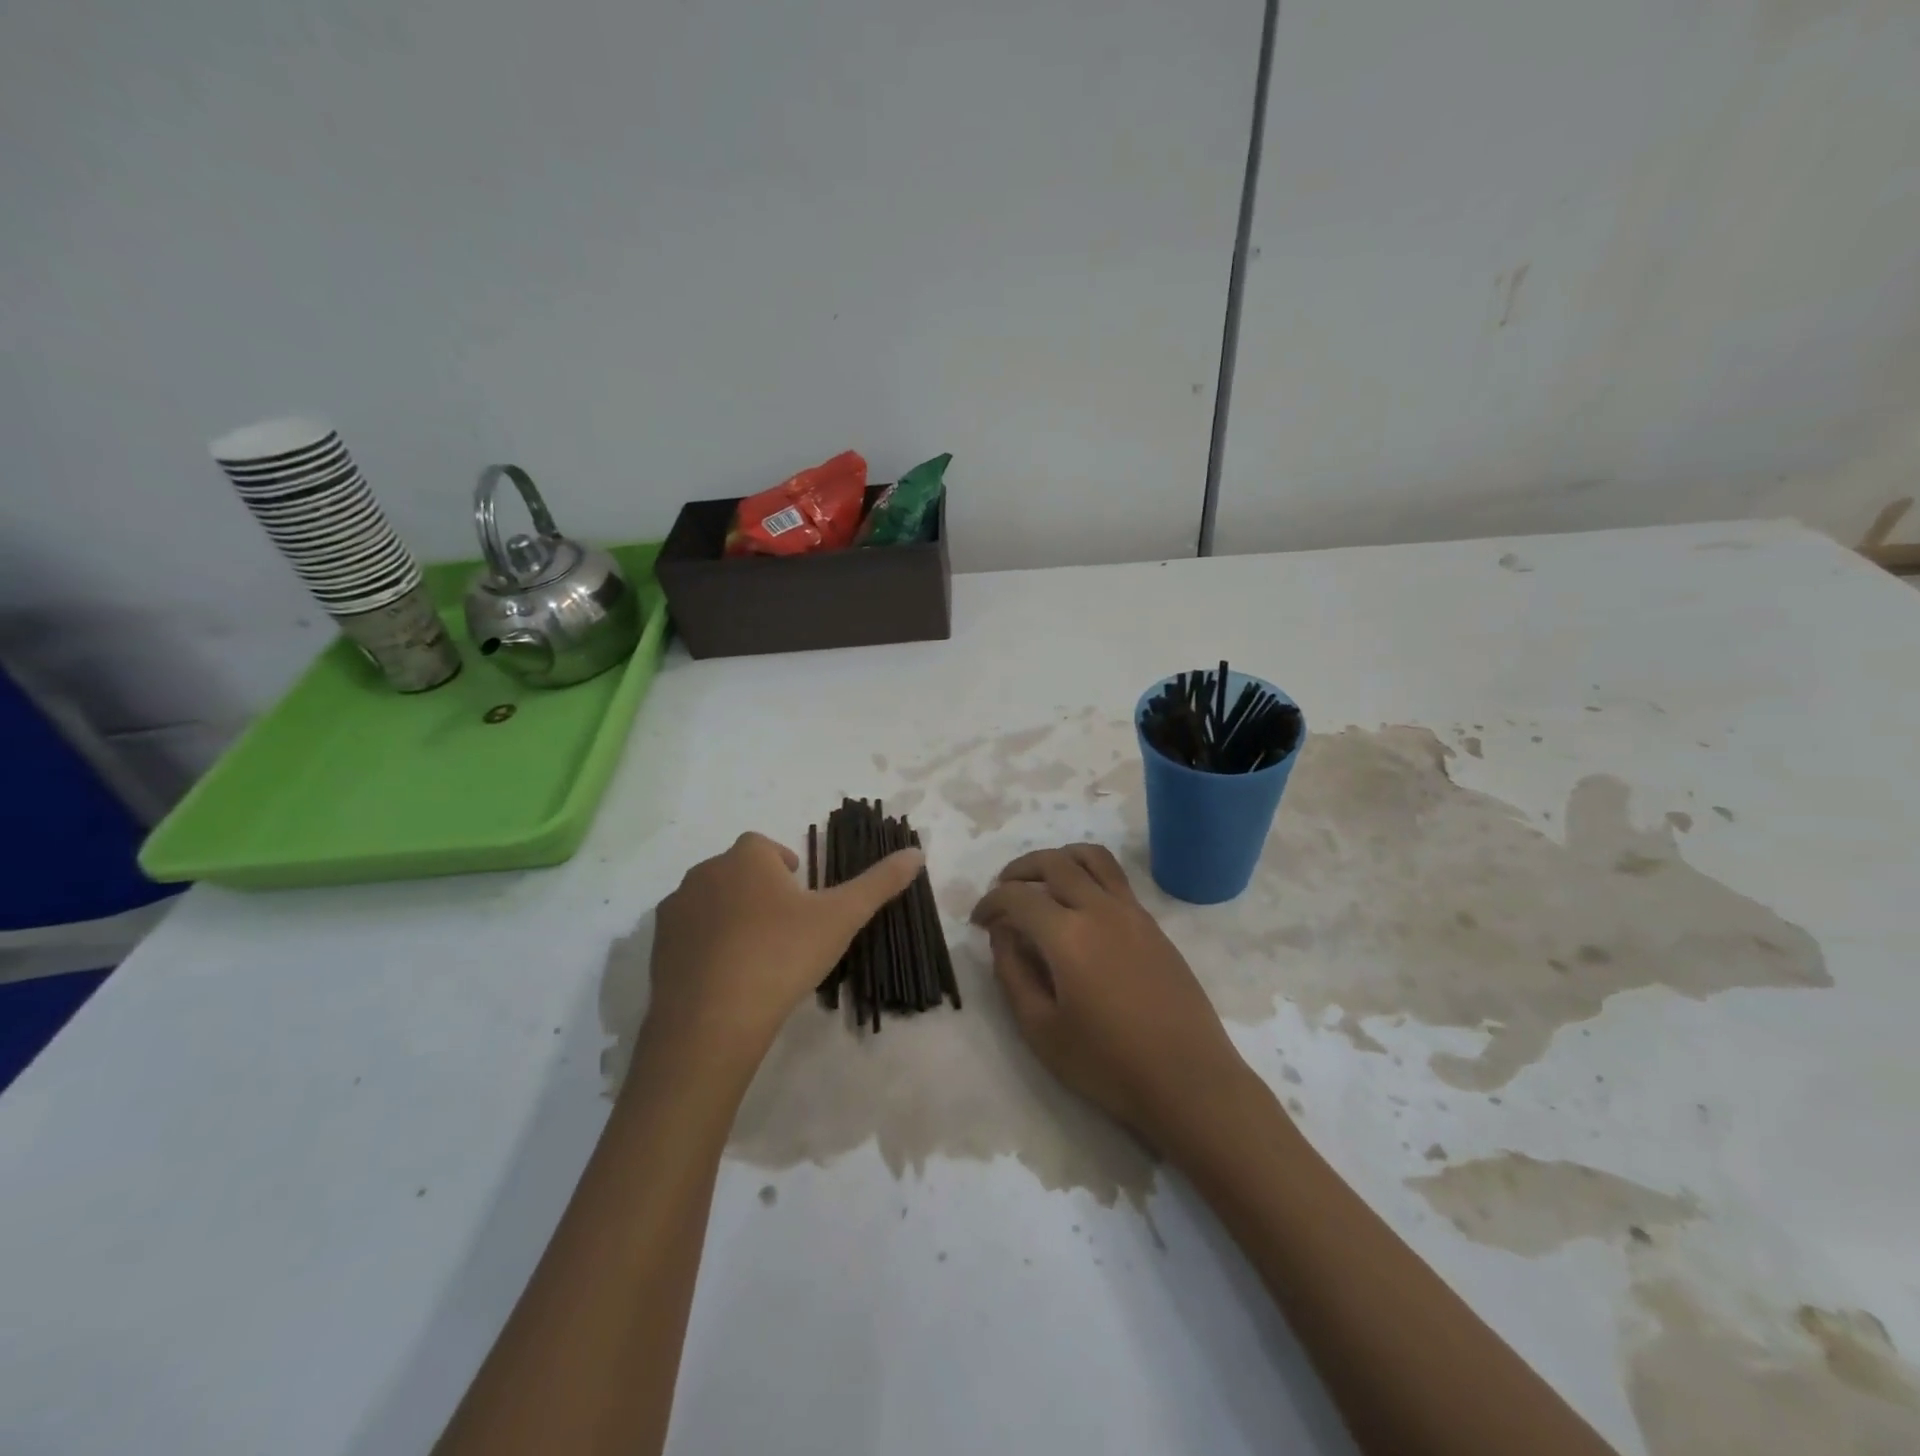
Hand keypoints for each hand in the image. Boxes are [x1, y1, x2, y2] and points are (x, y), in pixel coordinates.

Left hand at [644, 832, 923, 1079]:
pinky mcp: (657, 947)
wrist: (712, 1021)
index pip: (767, 848)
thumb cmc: (782, 955)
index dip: (786, 870)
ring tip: (757, 957)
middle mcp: (705, 872)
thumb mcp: (841, 918)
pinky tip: (726, 979)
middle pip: (738, 872)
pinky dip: (707, 947)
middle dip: (760, 892)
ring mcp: (676, 909)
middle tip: (786, 932)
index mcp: (747, 857)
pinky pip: (689, 935)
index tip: (803, 902)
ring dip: (732, 917)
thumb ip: (879, 883)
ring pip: (711, 902)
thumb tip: (917, 853)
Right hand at [970, 844, 1251, 1148]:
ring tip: (1042, 882)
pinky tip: (1079, 908)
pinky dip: (1087, 875)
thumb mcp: (1041, 1030)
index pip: (1017, 896)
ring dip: (1059, 859)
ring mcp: (1132, 912)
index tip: (978, 922)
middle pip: (1054, 862)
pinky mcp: (1154, 925)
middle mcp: (1099, 909)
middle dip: (1019, 870)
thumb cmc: (1108, 1064)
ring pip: (1092, 858)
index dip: (990, 903)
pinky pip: (1115, 879)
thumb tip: (1003, 935)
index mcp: (1067, 935)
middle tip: (1002, 891)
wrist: (1189, 1080)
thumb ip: (1013, 974)